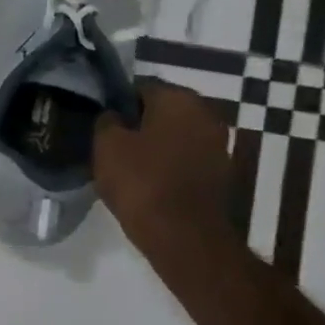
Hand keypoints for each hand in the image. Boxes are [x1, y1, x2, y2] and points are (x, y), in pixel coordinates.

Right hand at [95, 82, 237, 256]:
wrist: (184, 236)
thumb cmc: (141, 181)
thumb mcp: (106, 145)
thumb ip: (107, 120)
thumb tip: (114, 115)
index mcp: (179, 98)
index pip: (140, 87)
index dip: (117, 103)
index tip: (102, 122)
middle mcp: (206, 113)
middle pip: (162, 110)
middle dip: (139, 123)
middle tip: (112, 143)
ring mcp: (219, 144)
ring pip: (175, 135)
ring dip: (155, 144)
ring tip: (128, 164)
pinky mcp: (222, 172)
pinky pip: (186, 158)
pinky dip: (169, 164)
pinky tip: (149, 180)